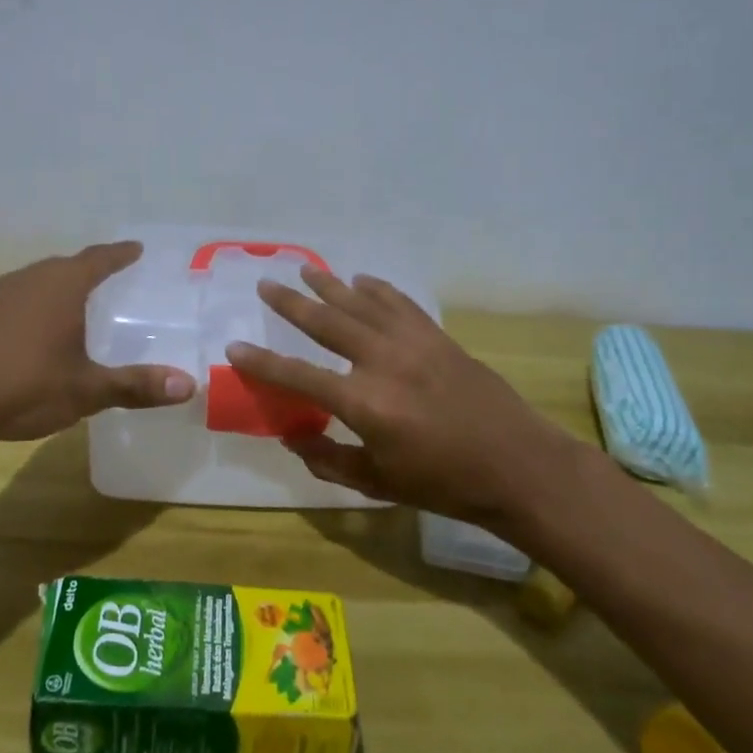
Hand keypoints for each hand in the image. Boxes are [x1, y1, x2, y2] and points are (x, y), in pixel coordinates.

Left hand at [0, 242, 194, 441]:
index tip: (138, 248)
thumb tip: (189, 385)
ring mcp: (1, 295)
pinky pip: (23, 298)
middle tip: (118, 278)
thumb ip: (136, 385)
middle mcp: (32, 279)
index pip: (100, 258)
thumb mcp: (85, 390)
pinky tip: (42, 331)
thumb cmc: (19, 384)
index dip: (121, 254)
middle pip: (70, 265)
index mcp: (63, 285)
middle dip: (94, 269)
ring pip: (43, 281)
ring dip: (65, 287)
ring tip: (83, 303)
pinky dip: (41, 305)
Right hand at [225, 267, 580, 532]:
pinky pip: (400, 304)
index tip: (235, 347)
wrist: (517, 465)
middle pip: (327, 323)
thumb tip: (292, 437)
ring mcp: (413, 344)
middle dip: (292, 302)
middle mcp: (382, 362)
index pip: (298, 376)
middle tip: (266, 283)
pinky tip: (362, 280)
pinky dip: (378, 290)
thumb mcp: (380, 483)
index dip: (263, 363)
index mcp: (364, 403)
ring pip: (361, 304)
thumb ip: (330, 460)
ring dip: (331, 285)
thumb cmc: (445, 484)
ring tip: (306, 268)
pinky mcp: (437, 337)